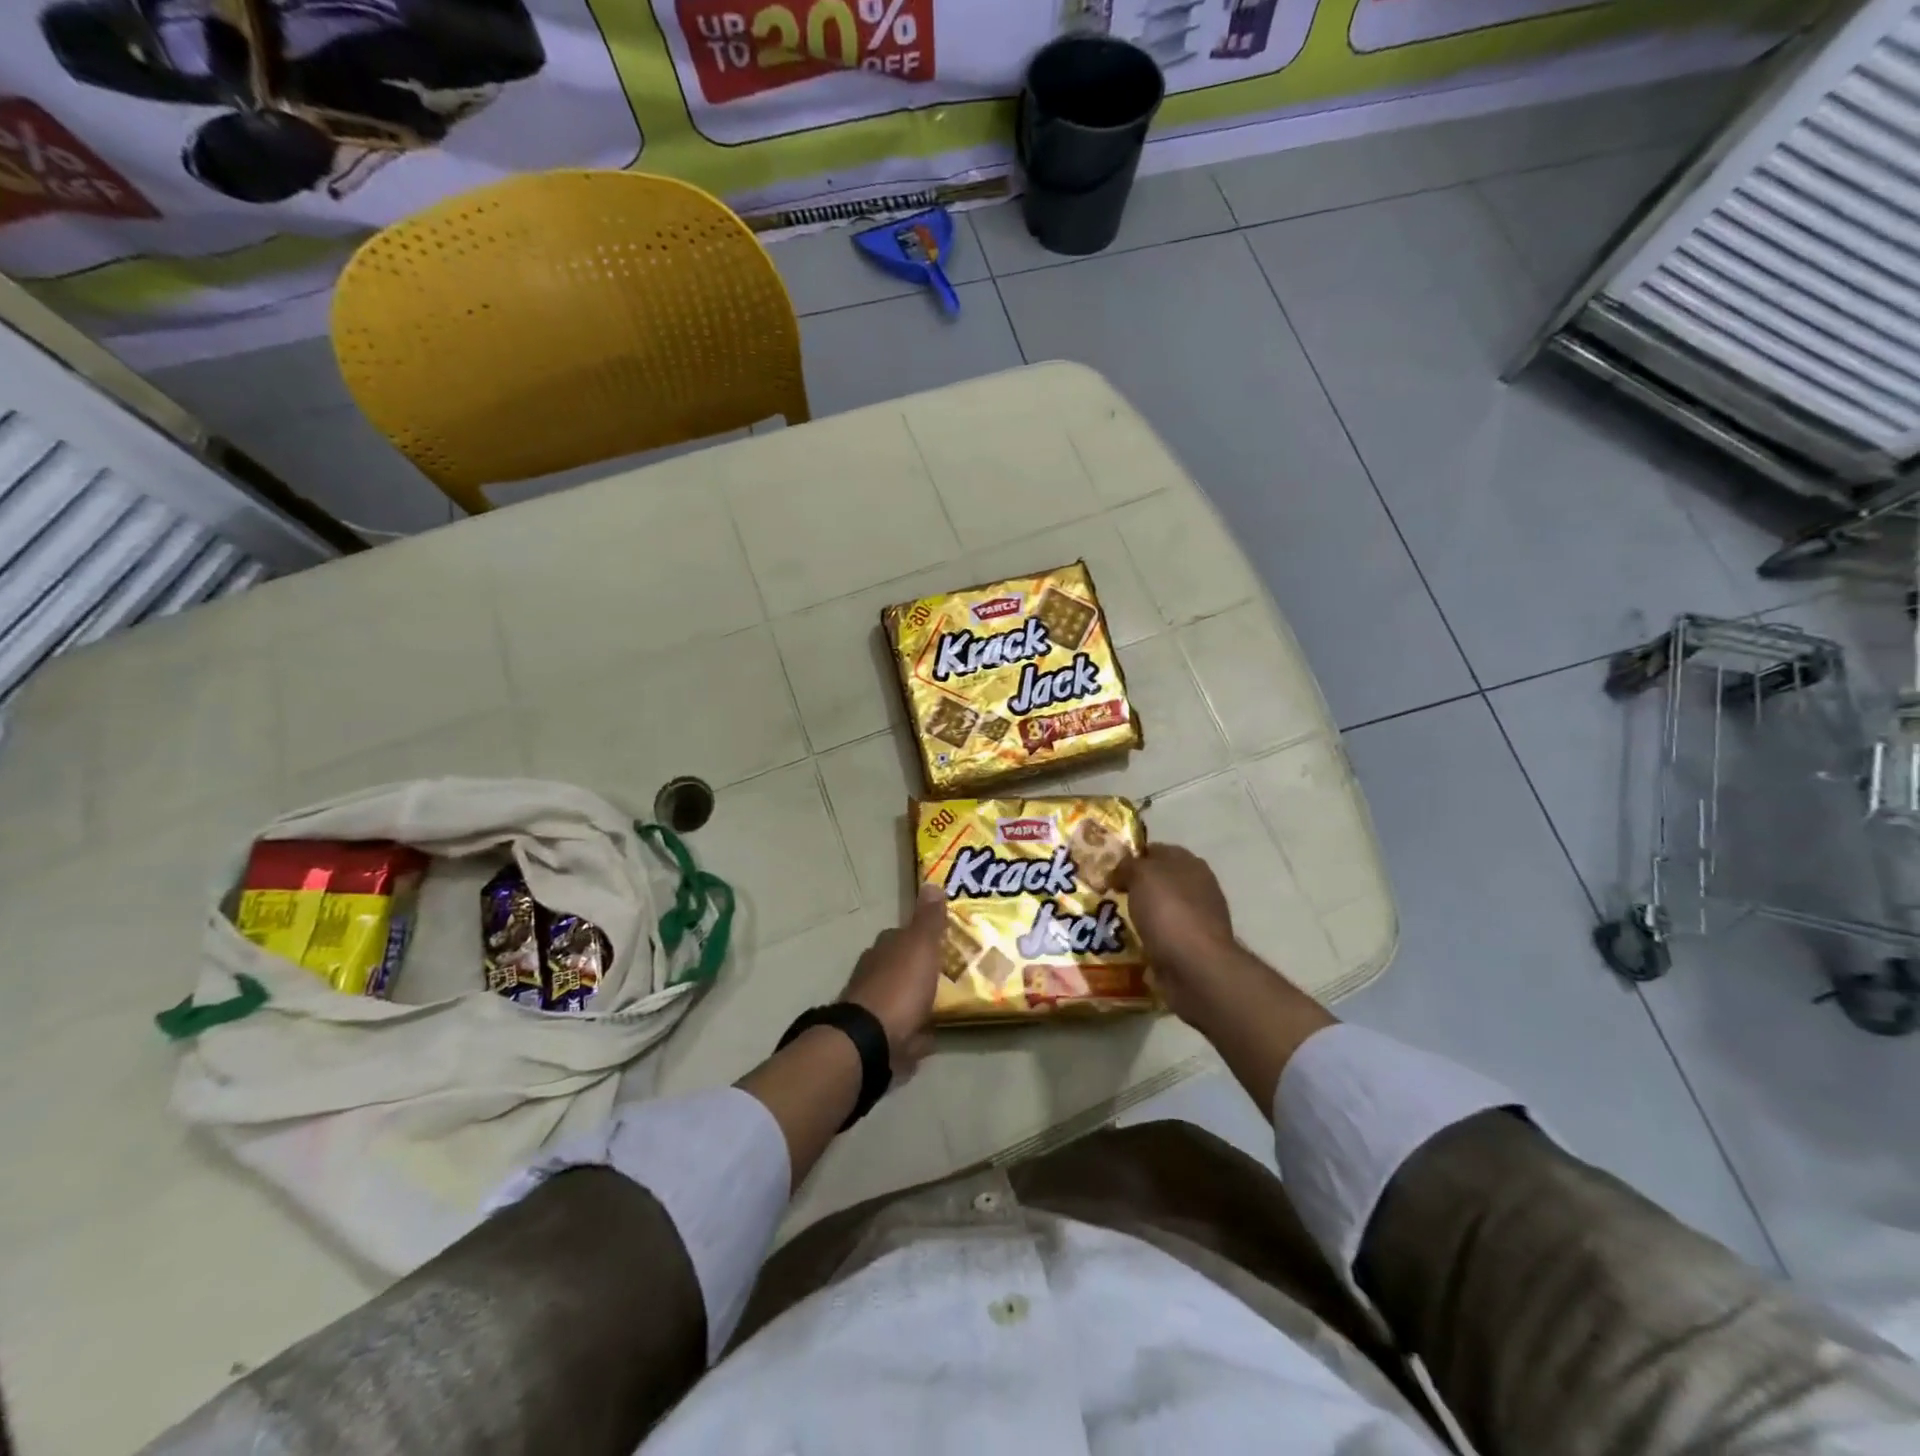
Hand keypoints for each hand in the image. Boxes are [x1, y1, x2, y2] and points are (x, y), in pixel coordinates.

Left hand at [838, 884, 945, 1076]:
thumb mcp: (920, 946)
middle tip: (947, 972)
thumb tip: (932, 884)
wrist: (871, 1041)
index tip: (942, 940)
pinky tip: (931, 1034)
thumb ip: (928, 920)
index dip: (920, 936)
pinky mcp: (879, 1037)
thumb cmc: (900, 987)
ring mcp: (874, 1006)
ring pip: (900, 997)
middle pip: (900, 966)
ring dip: (916, 999)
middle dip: (918, 969)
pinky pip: (903, 1029)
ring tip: (943, 1003)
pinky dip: (915, 1031)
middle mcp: (874, 973)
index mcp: (884, 949)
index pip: (902, 935)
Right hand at [1113, 844, 1237, 1022]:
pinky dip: (1149, 940)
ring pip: (1161, 910)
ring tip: (1115, 923)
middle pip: (1159, 881)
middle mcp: (1198, 887)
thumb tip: (1119, 872)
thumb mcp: (1141, 875)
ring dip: (1142, 916)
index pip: (1155, 850)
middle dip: (1135, 888)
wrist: (1196, 967)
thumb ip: (1128, 866)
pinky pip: (1164, 937)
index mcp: (1189, 863)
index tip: (1108, 871)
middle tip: (1108, 897)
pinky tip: (1132, 945)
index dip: (1131, 857)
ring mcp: (1198, 919)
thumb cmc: (1169, 912)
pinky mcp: (1193, 947)